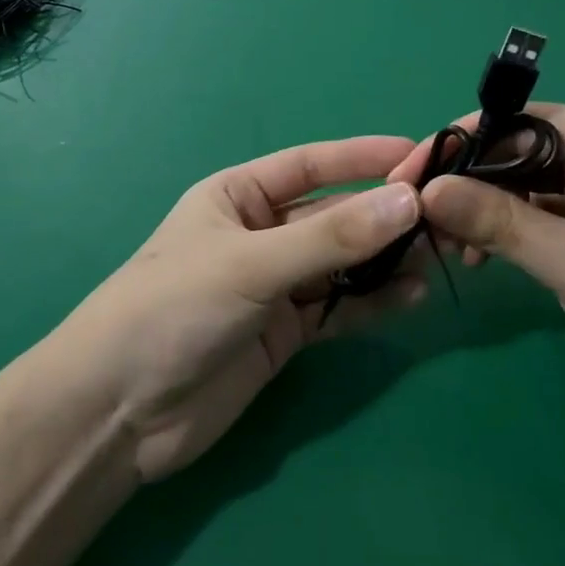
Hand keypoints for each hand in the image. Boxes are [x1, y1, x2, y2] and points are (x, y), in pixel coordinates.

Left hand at [62, 137, 426, 482]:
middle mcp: (259, 234)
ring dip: (384, 261)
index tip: (419, 154)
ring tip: (437, 257)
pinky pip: (338, 309)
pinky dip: (372, 303)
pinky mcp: (284, 333)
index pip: (310, 165)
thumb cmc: (173, 308)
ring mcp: (273, 285)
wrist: (120, 412)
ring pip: (342, 264)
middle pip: (333, 216)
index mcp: (238, 196)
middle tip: (445, 216)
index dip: (362, 157)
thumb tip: (409, 200)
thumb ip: (331, 238)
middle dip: (384, 215)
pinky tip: (410, 297)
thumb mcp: (251, 264)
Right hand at [401, 105, 564, 406]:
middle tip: (423, 217)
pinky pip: (554, 212)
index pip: (523, 118)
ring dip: (492, 209)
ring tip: (452, 245)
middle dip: (473, 181)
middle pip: (526, 149)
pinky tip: (487, 256)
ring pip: (536, 183)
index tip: (410, 175)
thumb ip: (499, 220)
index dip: (463, 142)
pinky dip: (519, 229)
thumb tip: (427, 189)